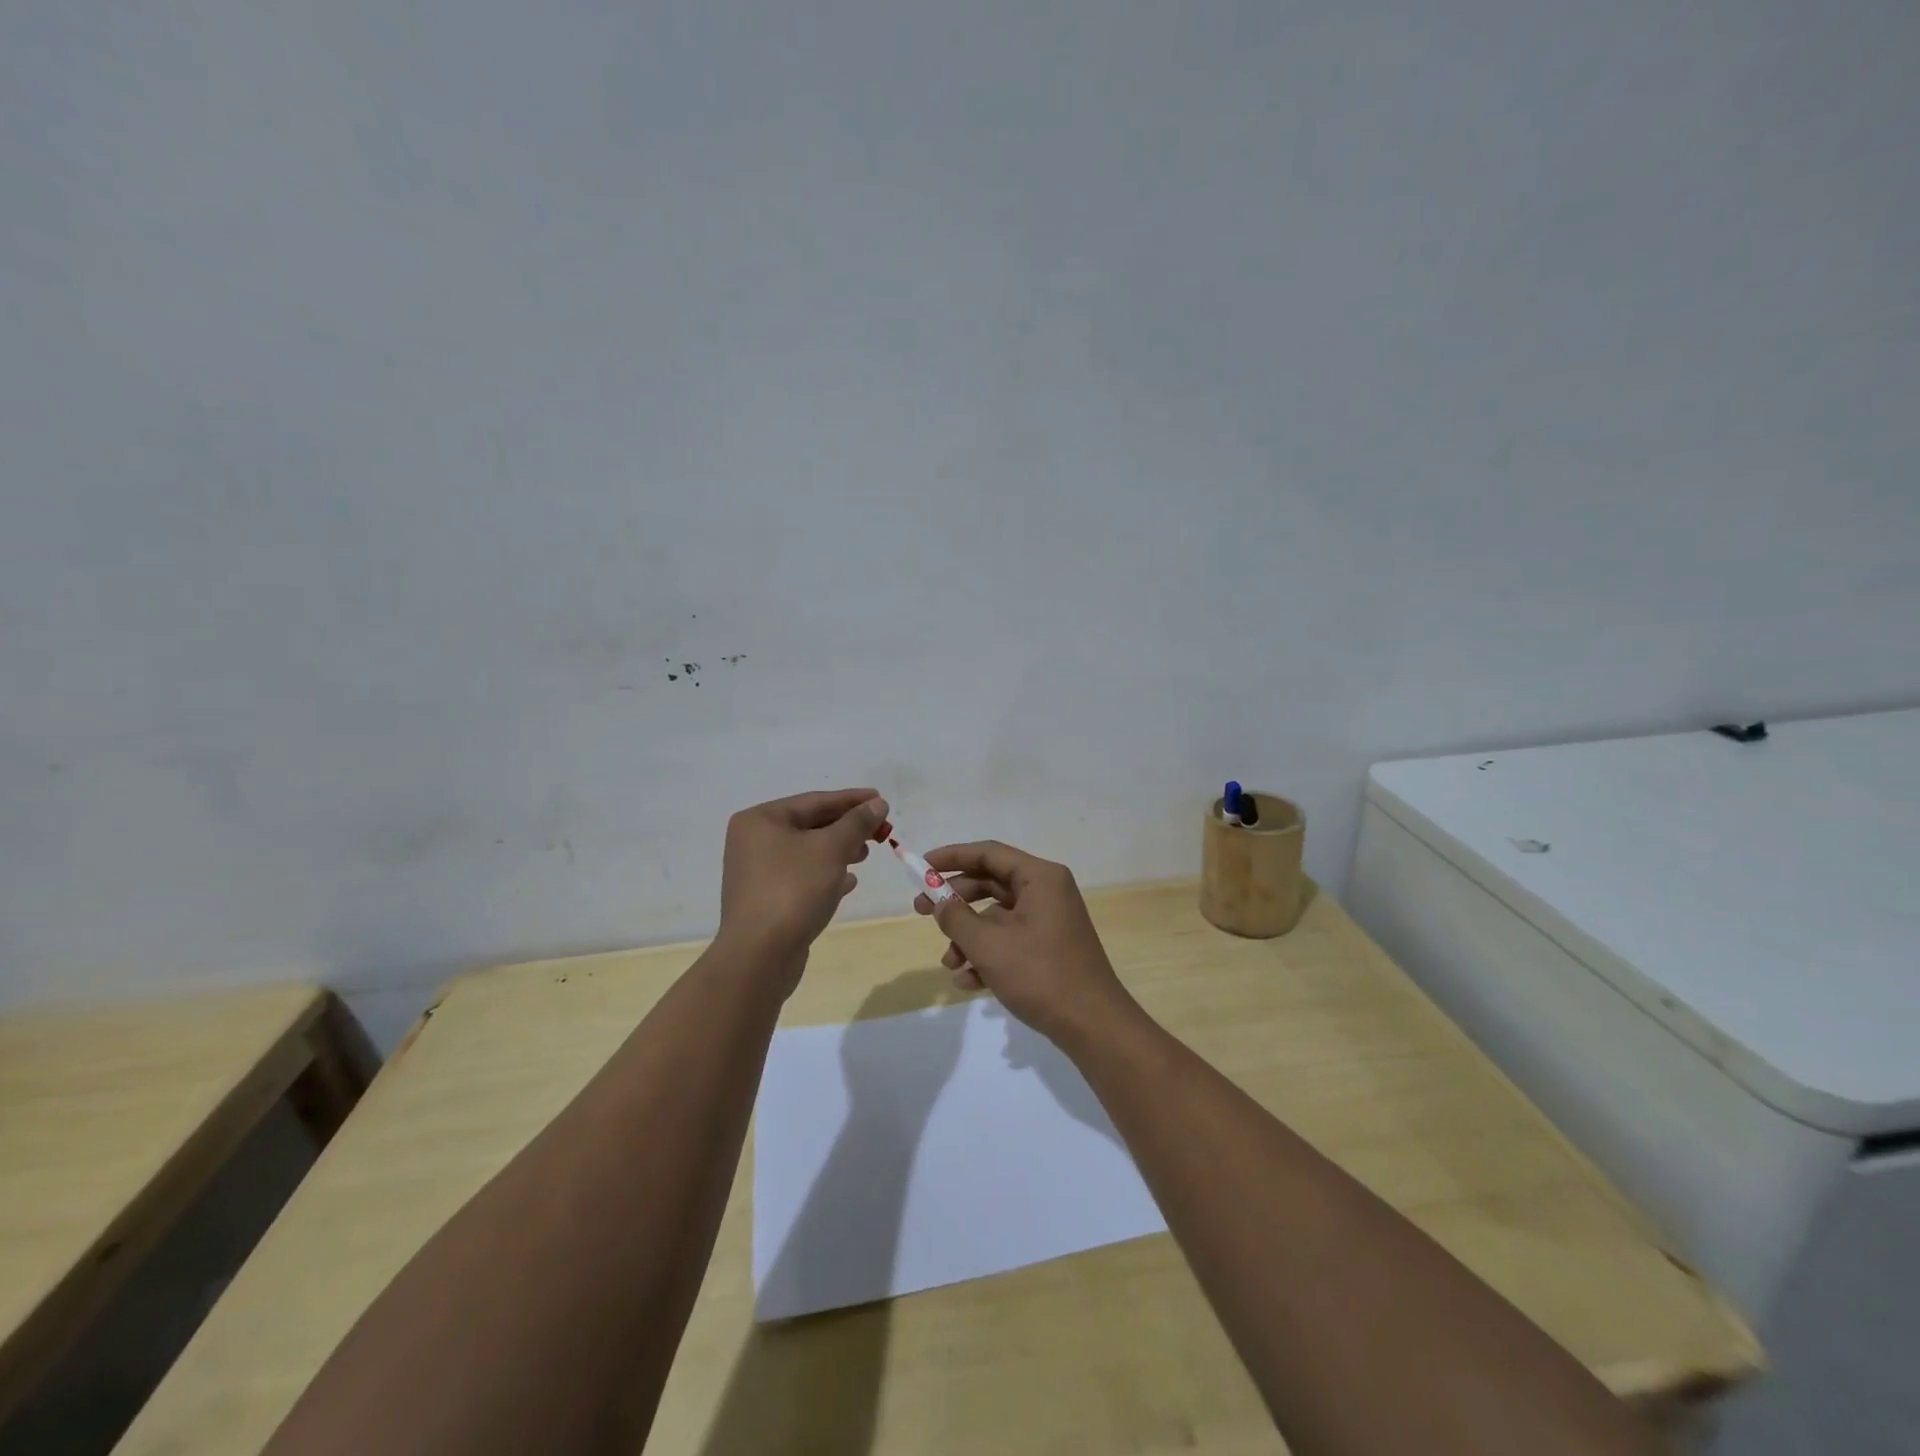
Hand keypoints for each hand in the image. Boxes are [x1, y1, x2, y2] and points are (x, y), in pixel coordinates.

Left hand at [719, 789, 887, 966]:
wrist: (760, 955)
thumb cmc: (793, 890)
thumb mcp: (831, 849)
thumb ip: (856, 823)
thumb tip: (878, 803)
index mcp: (760, 820)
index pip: (814, 801)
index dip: (851, 799)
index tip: (881, 800)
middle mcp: (753, 842)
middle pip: (810, 825)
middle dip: (846, 828)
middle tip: (880, 831)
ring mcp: (757, 873)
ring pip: (807, 853)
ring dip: (839, 851)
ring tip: (866, 855)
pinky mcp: (766, 900)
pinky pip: (801, 877)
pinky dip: (826, 875)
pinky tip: (849, 883)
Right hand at [911, 840, 1130, 1046]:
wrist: (1093, 1026)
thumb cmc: (1040, 975)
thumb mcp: (989, 945)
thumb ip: (956, 918)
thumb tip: (939, 903)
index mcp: (1039, 877)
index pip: (988, 853)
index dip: (951, 857)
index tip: (921, 867)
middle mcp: (1046, 891)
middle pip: (990, 883)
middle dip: (954, 901)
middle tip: (920, 910)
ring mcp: (1049, 921)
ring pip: (996, 917)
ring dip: (968, 937)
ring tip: (948, 964)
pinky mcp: (1048, 948)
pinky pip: (1009, 940)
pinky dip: (987, 956)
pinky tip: (967, 981)